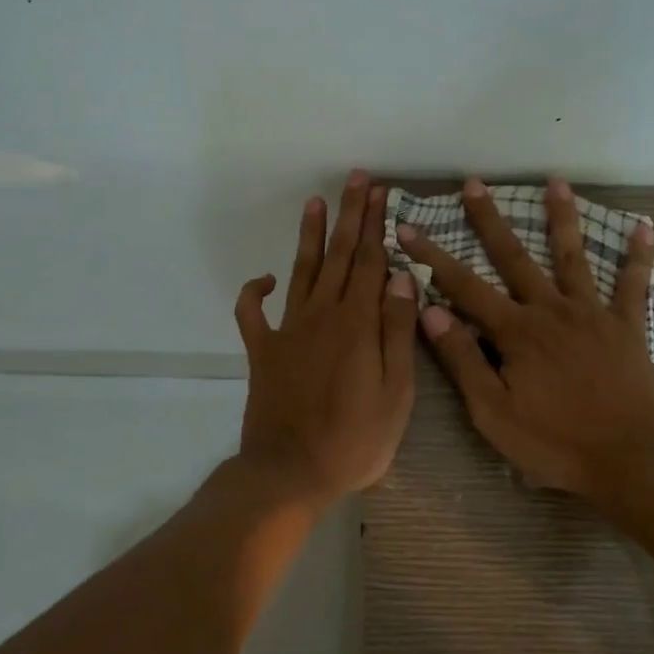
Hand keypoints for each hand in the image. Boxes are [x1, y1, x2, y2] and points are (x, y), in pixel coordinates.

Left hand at [235, 170, 418, 508]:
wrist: (290, 473)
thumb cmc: (355, 440)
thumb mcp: (396, 393)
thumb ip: (398, 332)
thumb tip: (401, 278)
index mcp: (358, 324)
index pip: (372, 263)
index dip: (378, 226)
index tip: (382, 193)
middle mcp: (322, 316)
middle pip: (340, 256)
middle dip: (350, 215)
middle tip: (356, 180)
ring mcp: (287, 331)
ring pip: (302, 272)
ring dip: (310, 236)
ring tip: (315, 202)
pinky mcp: (262, 352)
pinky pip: (251, 314)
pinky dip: (254, 292)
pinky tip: (264, 278)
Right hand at [396, 177, 653, 499]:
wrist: (630, 460)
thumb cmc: (555, 443)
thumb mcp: (493, 412)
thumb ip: (463, 360)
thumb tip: (430, 312)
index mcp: (516, 332)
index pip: (464, 287)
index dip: (432, 257)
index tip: (408, 228)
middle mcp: (552, 310)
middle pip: (514, 258)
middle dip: (489, 220)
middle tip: (473, 184)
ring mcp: (593, 314)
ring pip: (573, 257)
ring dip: (562, 218)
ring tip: (555, 183)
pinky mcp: (627, 327)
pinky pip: (634, 285)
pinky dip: (639, 255)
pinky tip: (644, 227)